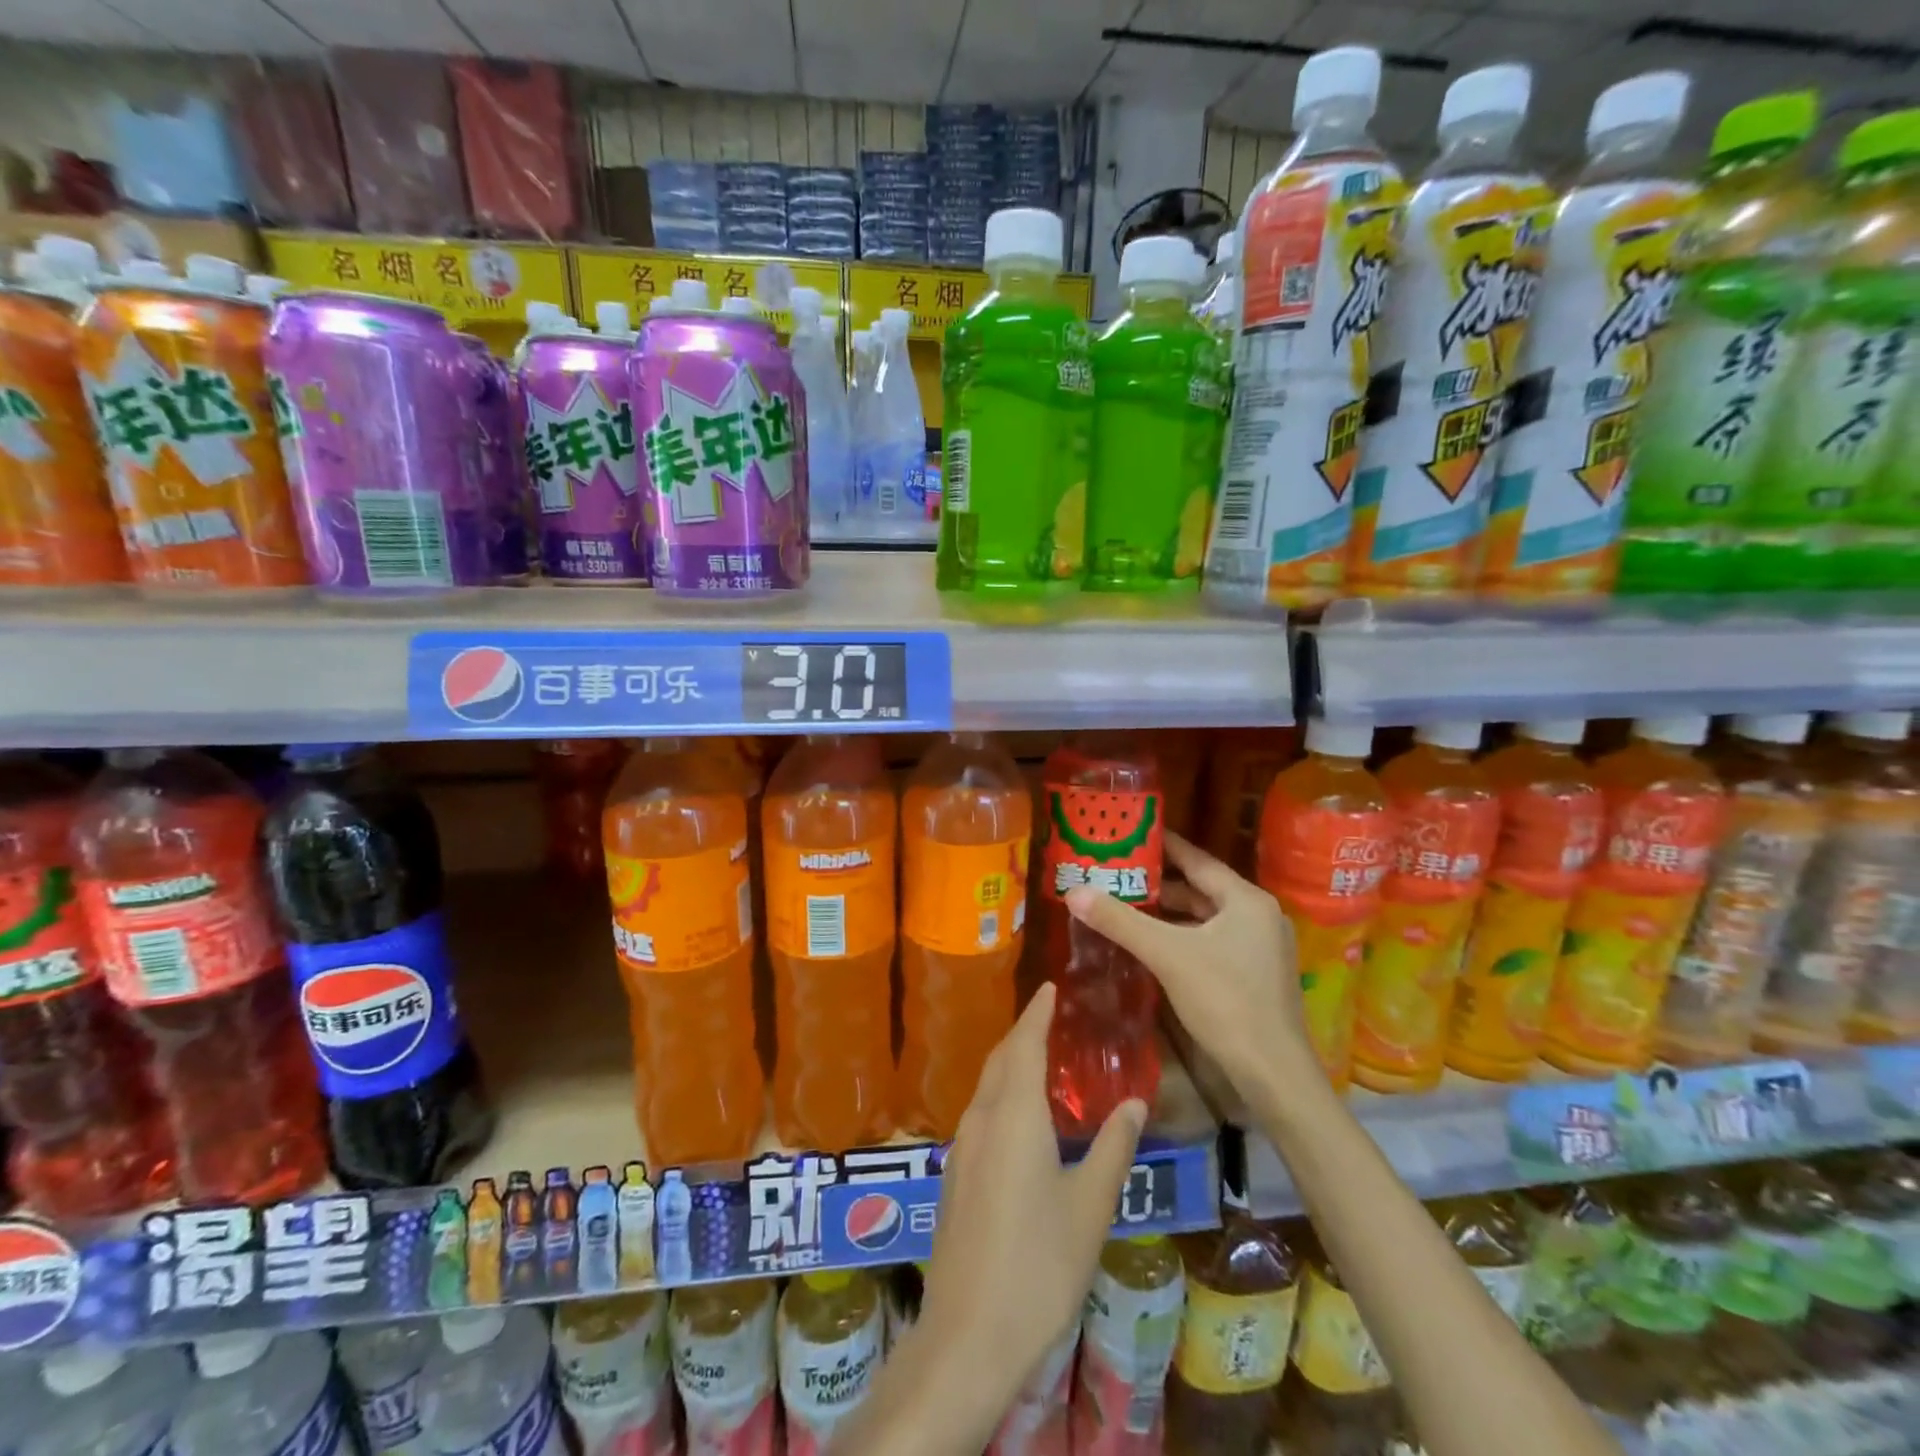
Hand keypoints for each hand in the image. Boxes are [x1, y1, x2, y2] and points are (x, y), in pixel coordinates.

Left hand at [921, 983, 1145, 1410]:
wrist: (969, 1334)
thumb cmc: (1039, 1264)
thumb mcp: (1090, 1206)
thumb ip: (1113, 1147)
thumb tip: (1133, 1101)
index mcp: (1014, 1116)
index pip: (1025, 1044)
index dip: (1038, 1013)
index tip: (1051, 987)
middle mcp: (982, 1119)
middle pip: (1001, 1059)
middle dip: (1023, 1032)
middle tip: (1049, 1017)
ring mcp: (962, 1148)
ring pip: (986, 1086)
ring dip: (1010, 1063)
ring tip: (1038, 1058)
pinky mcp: (954, 1176)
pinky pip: (980, 1113)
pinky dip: (1001, 1094)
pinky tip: (1019, 1115)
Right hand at [1065, 830, 1314, 1104]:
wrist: (1273, 1073)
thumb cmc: (1225, 1001)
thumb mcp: (1167, 955)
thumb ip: (1120, 921)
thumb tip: (1074, 891)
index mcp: (1246, 900)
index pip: (1197, 860)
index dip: (1162, 846)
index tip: (1130, 835)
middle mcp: (1258, 916)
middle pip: (1200, 889)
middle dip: (1158, 884)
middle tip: (1117, 875)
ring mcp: (1261, 947)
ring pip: (1206, 918)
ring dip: (1169, 914)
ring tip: (1126, 906)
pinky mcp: (1255, 974)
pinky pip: (1212, 941)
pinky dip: (1183, 937)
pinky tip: (1153, 944)